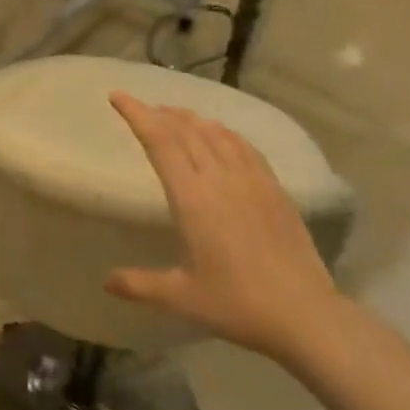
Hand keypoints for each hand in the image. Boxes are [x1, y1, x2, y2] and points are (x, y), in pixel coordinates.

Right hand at [106, 92, 351, 358]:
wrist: (303, 313)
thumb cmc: (236, 304)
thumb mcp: (181, 297)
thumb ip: (139, 285)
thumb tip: (106, 281)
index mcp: (193, 198)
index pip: (160, 142)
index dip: (137, 115)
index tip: (118, 97)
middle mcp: (221, 178)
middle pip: (186, 130)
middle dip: (160, 113)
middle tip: (142, 107)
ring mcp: (252, 180)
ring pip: (216, 133)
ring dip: (191, 119)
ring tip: (175, 116)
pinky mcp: (275, 188)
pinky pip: (244, 147)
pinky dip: (224, 132)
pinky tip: (221, 136)